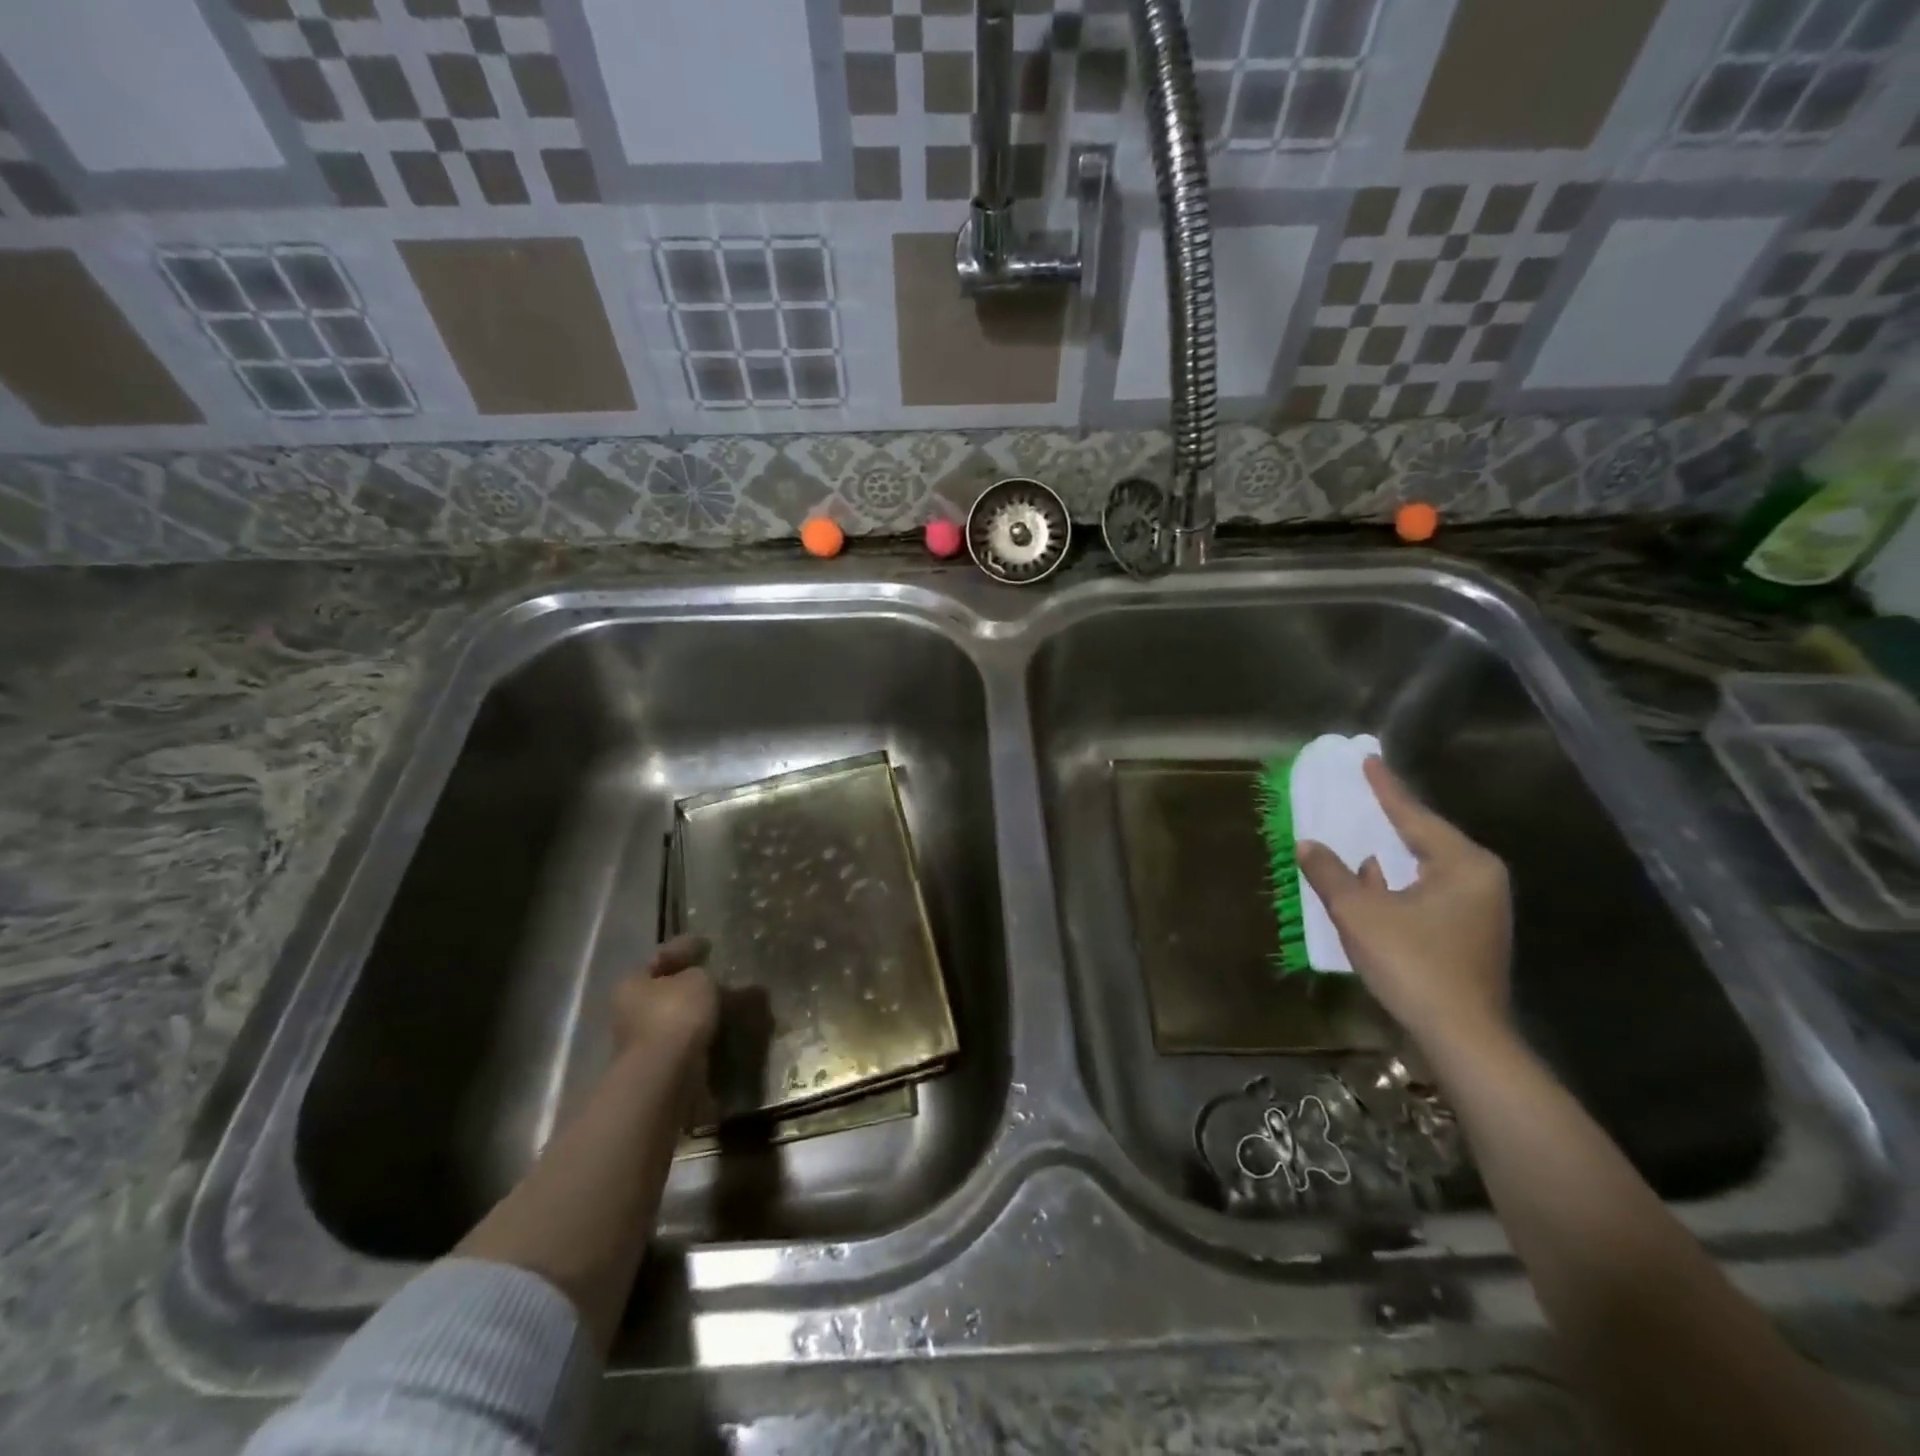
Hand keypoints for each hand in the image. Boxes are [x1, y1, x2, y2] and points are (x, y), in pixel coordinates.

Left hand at [610, 934, 718, 1067]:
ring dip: (699, 1014)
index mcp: (632, 984)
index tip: (706, 945)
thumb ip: (704, 975)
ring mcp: (643, 1044)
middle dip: (692, 986)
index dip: (684, 948)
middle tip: (721, 978)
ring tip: (731, 1006)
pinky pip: (687, 1043)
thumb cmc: (675, 1015)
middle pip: (666, 992)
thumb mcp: (697, 980)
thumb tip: (710, 980)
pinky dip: (704, 1037)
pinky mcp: (660, 1069)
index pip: (660, 958)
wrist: (666, 1077)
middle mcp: (630, 1013)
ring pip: (677, 1019)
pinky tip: (725, 1031)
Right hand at [1297, 757, 1512, 1054]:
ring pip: (1426, 867)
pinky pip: (1428, 890)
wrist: (1461, 1036)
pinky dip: (1398, 881)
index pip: (1414, 815)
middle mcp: (1479, 878)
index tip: (1367, 760)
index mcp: (1463, 864)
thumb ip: (1330, 872)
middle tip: (1361, 793)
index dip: (1385, 788)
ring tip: (1360, 831)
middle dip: (1389, 819)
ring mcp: (1479, 908)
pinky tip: (1372, 879)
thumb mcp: (1359, 913)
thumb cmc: (1412, 963)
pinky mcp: (1469, 933)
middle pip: (1425, 838)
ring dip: (1390, 853)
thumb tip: (1307, 844)